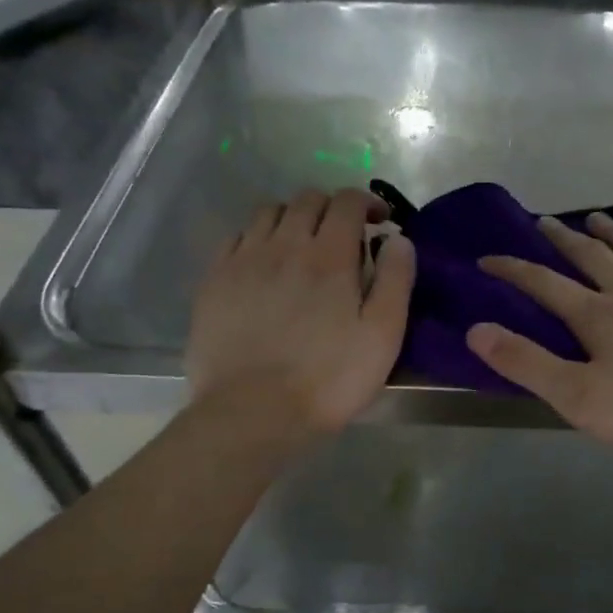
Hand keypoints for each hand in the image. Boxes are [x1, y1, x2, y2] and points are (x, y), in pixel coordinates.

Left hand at [187, 188, 414, 434]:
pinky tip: (265, 263)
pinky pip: (237, 238)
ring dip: (293, 218)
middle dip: (331, 208)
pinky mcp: (214, 281)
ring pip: (269, 212)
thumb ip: (395, 281)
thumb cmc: (329, 380)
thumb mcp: (383, 337)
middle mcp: (283, 245)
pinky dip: (258, 237)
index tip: (379, 221)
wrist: (253, 413)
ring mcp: (243, 260)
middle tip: (345, 236)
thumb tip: (398, 238)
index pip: (346, 201)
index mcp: (329, 256)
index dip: (366, 202)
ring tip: (303, 245)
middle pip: (307, 200)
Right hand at [466, 213, 612, 459]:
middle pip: (591, 257)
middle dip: (562, 239)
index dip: (512, 270)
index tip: (486, 258)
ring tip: (597, 216)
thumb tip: (476, 330)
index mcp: (598, 316)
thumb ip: (527, 364)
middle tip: (542, 221)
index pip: (544, 284)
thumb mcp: (578, 398)